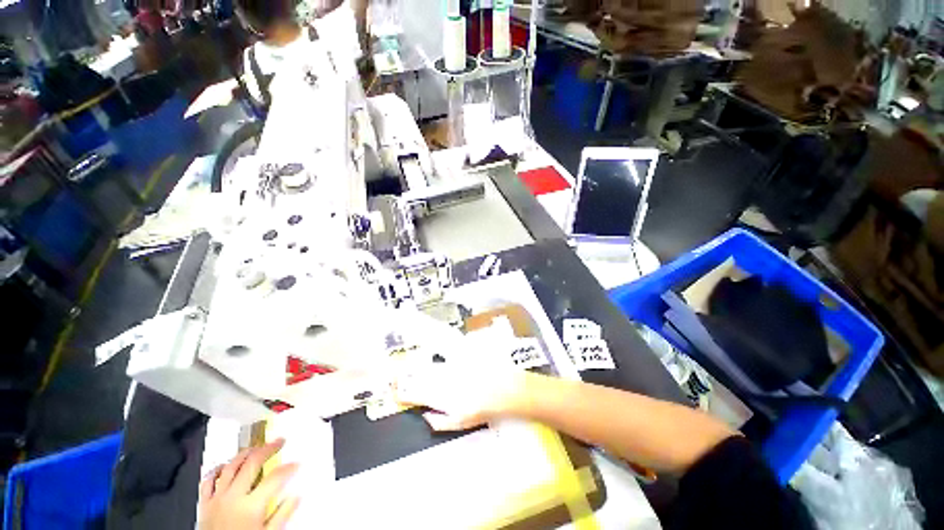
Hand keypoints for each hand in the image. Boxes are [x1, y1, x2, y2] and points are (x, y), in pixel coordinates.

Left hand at [198, 439, 300, 529]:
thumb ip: (282, 515)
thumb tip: (296, 497)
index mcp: (251, 505)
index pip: (275, 478)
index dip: (289, 468)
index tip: (296, 464)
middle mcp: (233, 497)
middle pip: (252, 464)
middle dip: (268, 449)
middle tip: (279, 441)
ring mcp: (217, 499)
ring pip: (230, 467)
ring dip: (245, 454)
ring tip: (255, 448)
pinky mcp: (204, 504)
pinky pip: (208, 481)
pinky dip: (217, 470)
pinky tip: (224, 465)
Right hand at [394, 361, 529, 430]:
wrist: (500, 388)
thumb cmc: (480, 408)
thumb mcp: (459, 423)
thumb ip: (439, 422)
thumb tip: (424, 416)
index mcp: (438, 397)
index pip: (415, 395)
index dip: (402, 393)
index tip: (393, 391)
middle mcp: (440, 380)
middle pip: (417, 378)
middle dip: (403, 378)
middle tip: (393, 376)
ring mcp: (448, 367)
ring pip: (427, 367)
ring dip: (415, 367)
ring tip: (406, 367)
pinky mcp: (457, 357)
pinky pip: (441, 354)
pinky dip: (434, 356)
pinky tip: (429, 352)